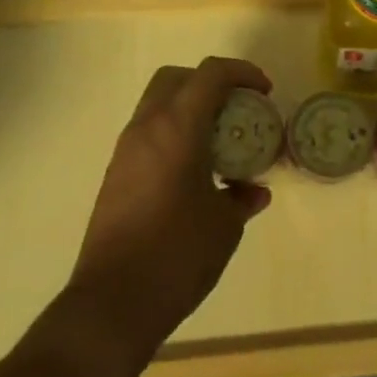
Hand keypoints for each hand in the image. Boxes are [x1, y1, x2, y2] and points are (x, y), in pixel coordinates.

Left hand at [65, 57, 273, 360]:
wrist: (112, 304)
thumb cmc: (177, 255)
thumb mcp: (225, 225)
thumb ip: (242, 198)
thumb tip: (253, 191)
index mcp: (177, 128)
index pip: (211, 73)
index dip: (242, 72)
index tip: (265, 91)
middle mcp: (146, 128)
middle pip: (177, 78)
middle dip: (210, 82)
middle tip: (237, 107)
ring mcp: (126, 151)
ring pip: (158, 104)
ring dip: (190, 109)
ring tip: (220, 141)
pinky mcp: (116, 175)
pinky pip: (149, 134)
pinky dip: (175, 134)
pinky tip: (196, 171)